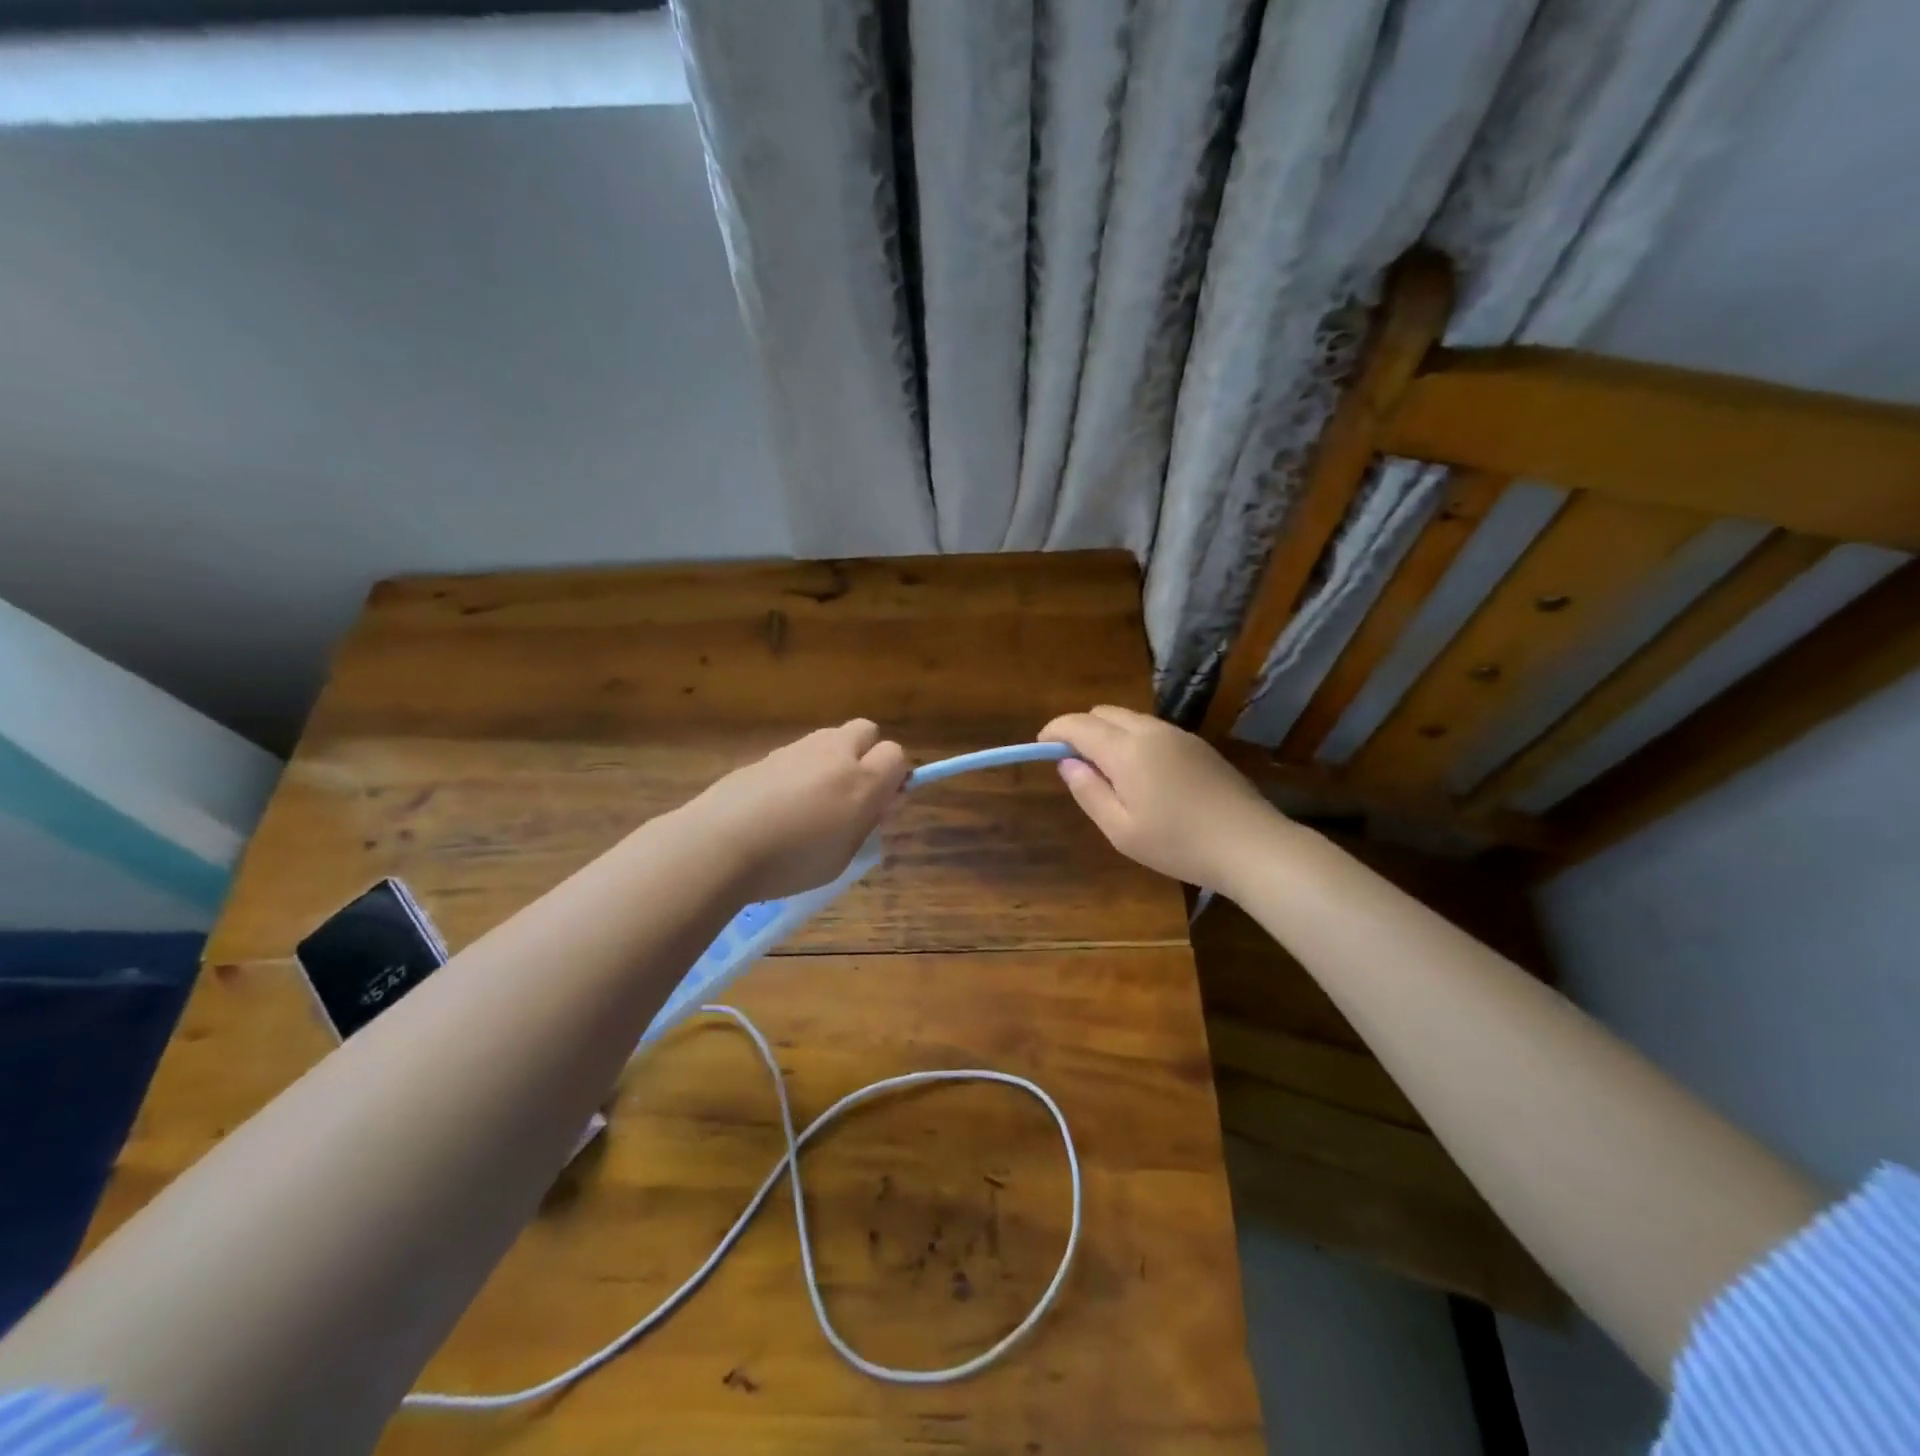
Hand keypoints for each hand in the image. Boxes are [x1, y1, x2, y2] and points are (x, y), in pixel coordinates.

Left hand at [686, 720, 909, 901]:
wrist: (718, 844)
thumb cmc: (791, 862)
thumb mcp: (843, 856)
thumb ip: (866, 823)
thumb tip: (882, 801)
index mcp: (862, 781)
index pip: (897, 755)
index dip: (894, 778)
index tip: (881, 805)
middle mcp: (834, 754)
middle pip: (867, 731)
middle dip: (868, 754)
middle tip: (853, 793)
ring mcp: (797, 749)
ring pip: (831, 738)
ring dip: (834, 759)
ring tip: (814, 800)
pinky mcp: (767, 754)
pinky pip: (798, 753)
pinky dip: (800, 770)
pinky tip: (780, 803)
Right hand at [1039, 705, 1285, 890]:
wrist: (1250, 844)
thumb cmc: (1177, 843)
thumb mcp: (1120, 829)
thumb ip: (1088, 791)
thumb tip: (1066, 762)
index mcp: (1126, 749)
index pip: (1078, 724)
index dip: (1054, 730)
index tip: (1041, 745)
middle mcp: (1151, 730)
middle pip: (1104, 713)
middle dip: (1081, 729)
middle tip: (1074, 763)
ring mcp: (1178, 735)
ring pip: (1130, 719)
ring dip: (1109, 733)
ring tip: (1107, 772)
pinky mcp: (1198, 745)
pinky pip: (1153, 730)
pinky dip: (1133, 739)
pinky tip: (1141, 774)